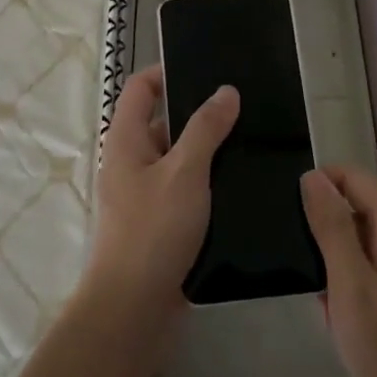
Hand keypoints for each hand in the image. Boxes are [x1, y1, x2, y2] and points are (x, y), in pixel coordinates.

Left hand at [84, 66, 239, 313]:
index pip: (141, 89)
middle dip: (198, 112)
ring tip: (251, 140)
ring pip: (179, 158)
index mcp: (125, 141)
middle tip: (243, 106)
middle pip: (162, 122)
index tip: (207, 69)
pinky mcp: (161, 222)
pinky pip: (186, 189)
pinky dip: (208, 181)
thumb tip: (225, 91)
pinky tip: (241, 182)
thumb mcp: (185, 172)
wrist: (134, 308)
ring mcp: (145, 194)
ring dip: (208, 149)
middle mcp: (131, 162)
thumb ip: (206, 128)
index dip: (167, 72)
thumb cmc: (154, 230)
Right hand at [302, 166, 376, 376]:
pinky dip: (361, 274)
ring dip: (344, 257)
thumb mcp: (350, 288)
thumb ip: (332, 228)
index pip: (357, 178)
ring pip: (372, 234)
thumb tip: (313, 177)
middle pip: (366, 205)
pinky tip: (349, 311)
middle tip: (310, 272)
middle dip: (332, 230)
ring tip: (327, 297)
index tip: (294, 218)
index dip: (322, 186)